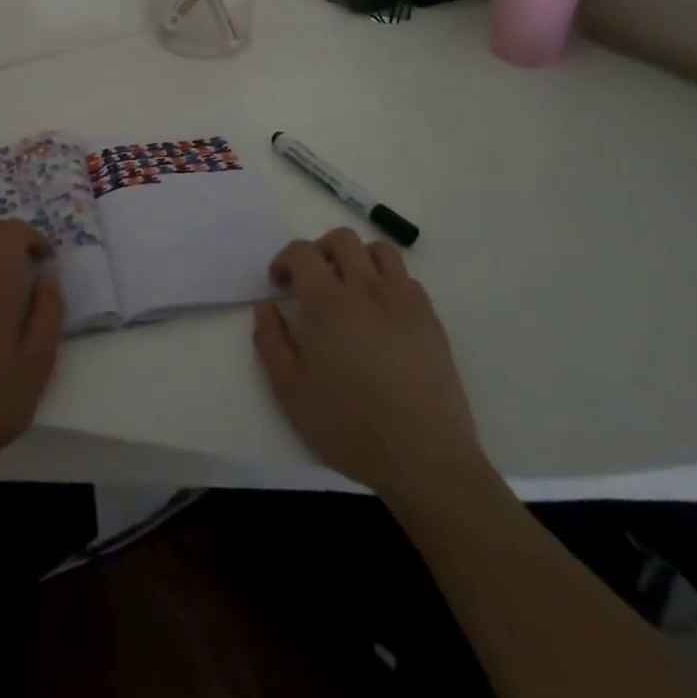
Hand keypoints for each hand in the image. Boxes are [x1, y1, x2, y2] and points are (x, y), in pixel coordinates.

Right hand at [254, 229, 485, 500]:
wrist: (423, 457)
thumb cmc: (349, 426)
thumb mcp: (291, 391)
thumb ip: (271, 341)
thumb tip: (265, 307)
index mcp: (327, 302)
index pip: (302, 252)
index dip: (285, 259)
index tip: (280, 283)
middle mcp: (366, 288)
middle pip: (342, 239)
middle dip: (320, 250)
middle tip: (312, 280)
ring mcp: (403, 300)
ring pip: (380, 250)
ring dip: (358, 258)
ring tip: (350, 287)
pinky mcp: (431, 319)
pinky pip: (407, 279)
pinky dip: (388, 281)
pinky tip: (382, 313)